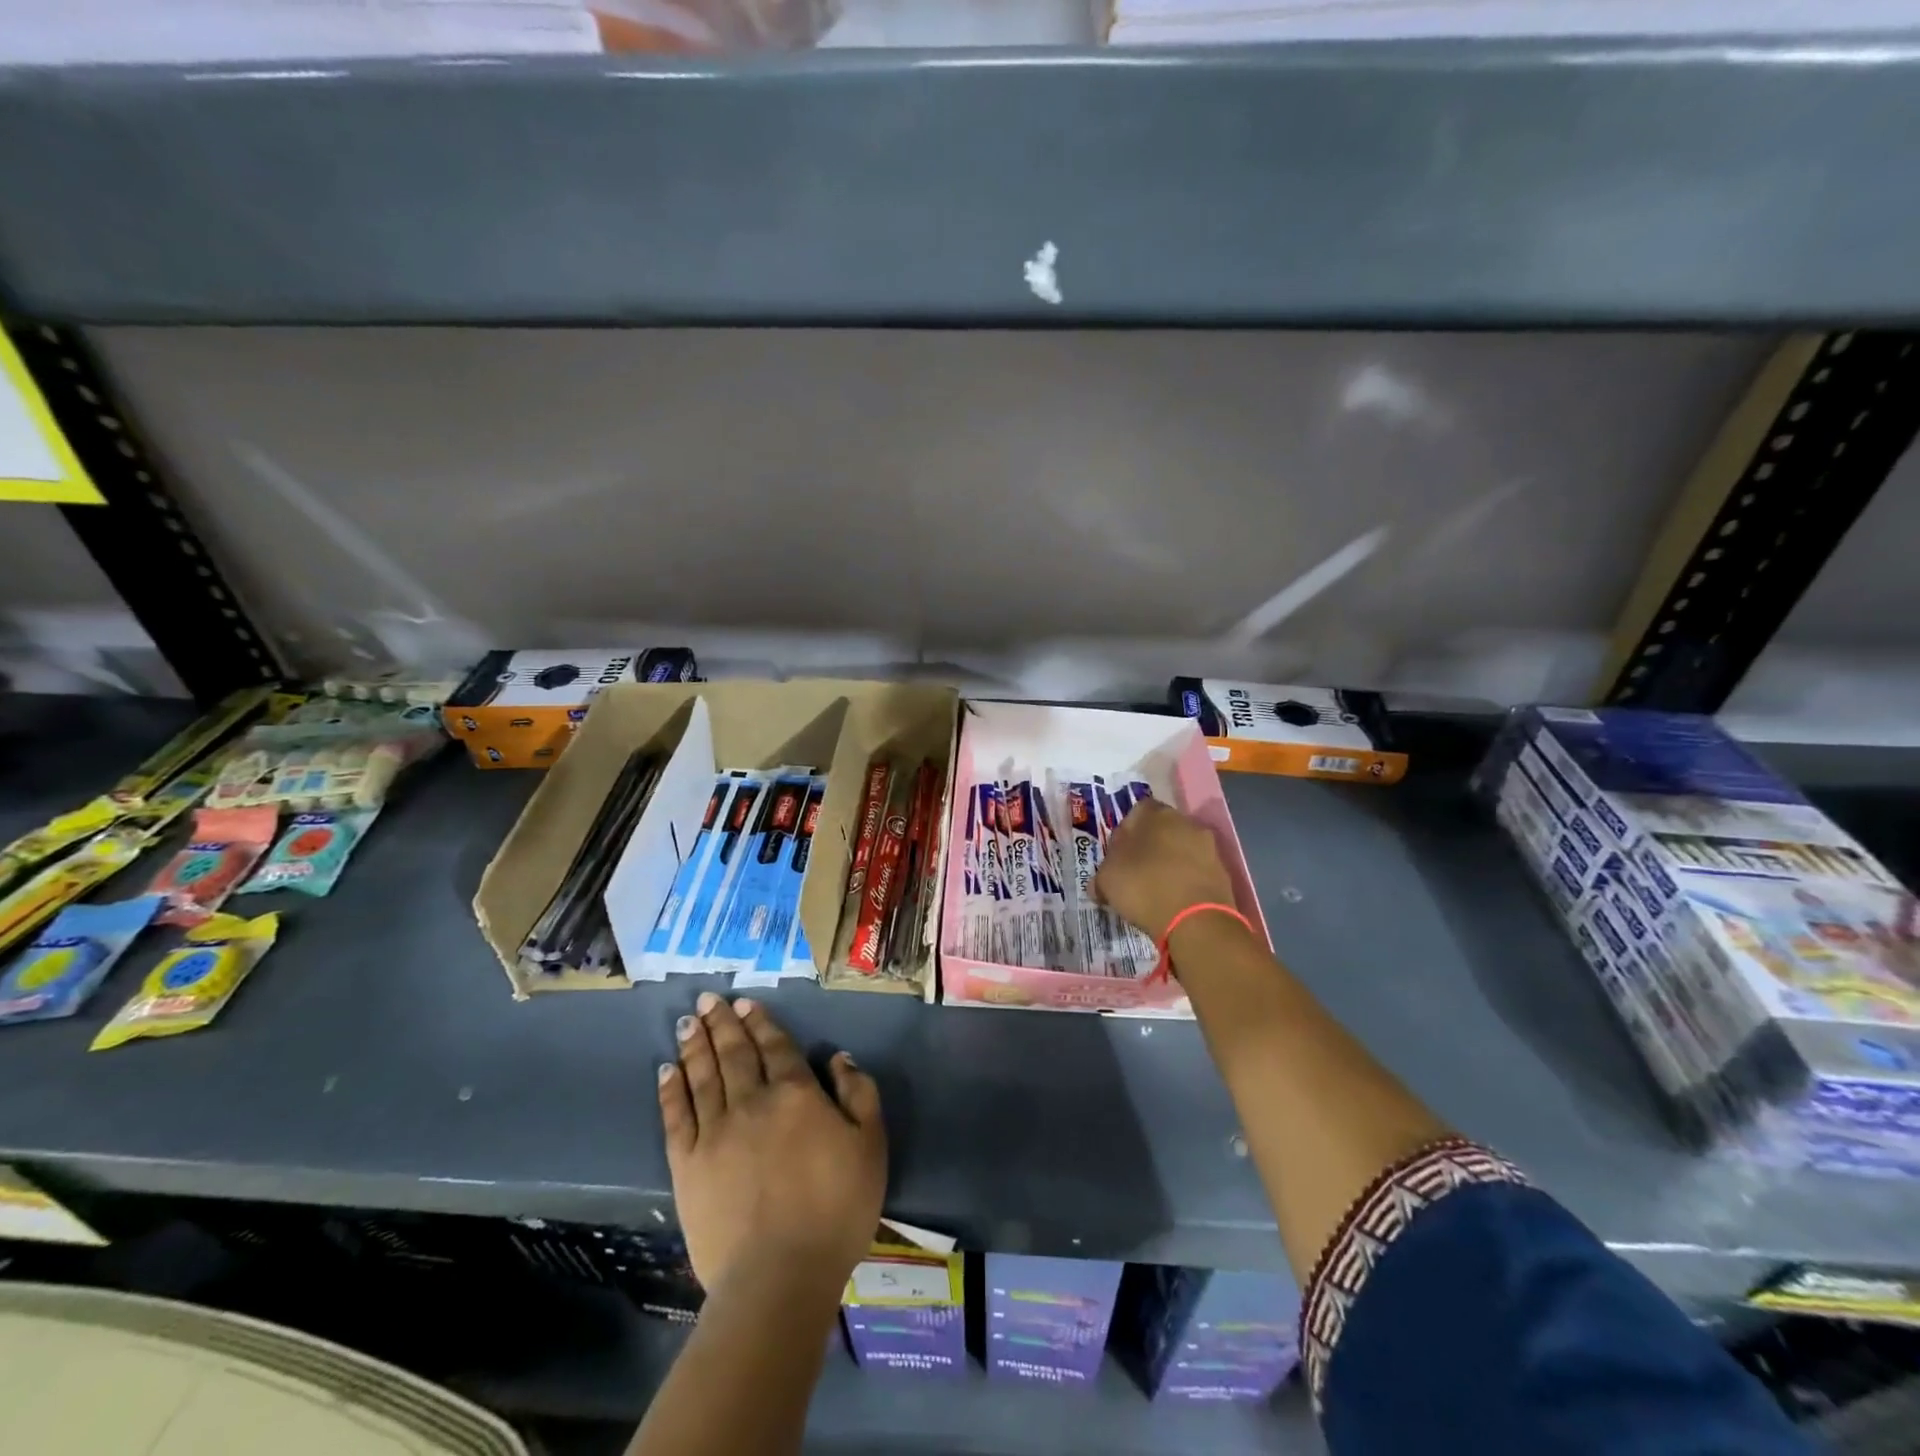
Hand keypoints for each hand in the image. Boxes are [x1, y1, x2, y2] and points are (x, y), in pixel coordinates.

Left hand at [659, 992, 884, 1296]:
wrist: (779, 1276)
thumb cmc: (835, 1209)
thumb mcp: (871, 1145)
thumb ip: (859, 1093)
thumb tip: (837, 1056)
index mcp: (796, 1093)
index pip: (775, 1046)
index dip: (760, 1022)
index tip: (745, 1003)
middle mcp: (752, 1101)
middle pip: (734, 1052)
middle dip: (721, 1022)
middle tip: (707, 999)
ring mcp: (715, 1131)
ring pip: (703, 1075)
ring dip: (695, 1045)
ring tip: (687, 1021)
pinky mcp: (688, 1165)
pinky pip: (676, 1116)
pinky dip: (671, 1089)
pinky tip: (667, 1070)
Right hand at [1092, 798, 1238, 942]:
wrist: (1196, 921)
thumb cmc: (1144, 887)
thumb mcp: (1107, 880)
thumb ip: (1102, 874)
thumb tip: (1100, 883)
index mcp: (1155, 814)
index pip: (1136, 812)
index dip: (1125, 832)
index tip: (1117, 855)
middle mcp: (1185, 822)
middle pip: (1162, 830)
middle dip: (1149, 847)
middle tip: (1134, 872)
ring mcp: (1208, 847)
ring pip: (1181, 850)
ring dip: (1170, 864)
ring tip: (1155, 891)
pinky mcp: (1223, 873)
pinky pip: (1196, 871)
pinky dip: (1185, 882)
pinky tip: (1174, 901)